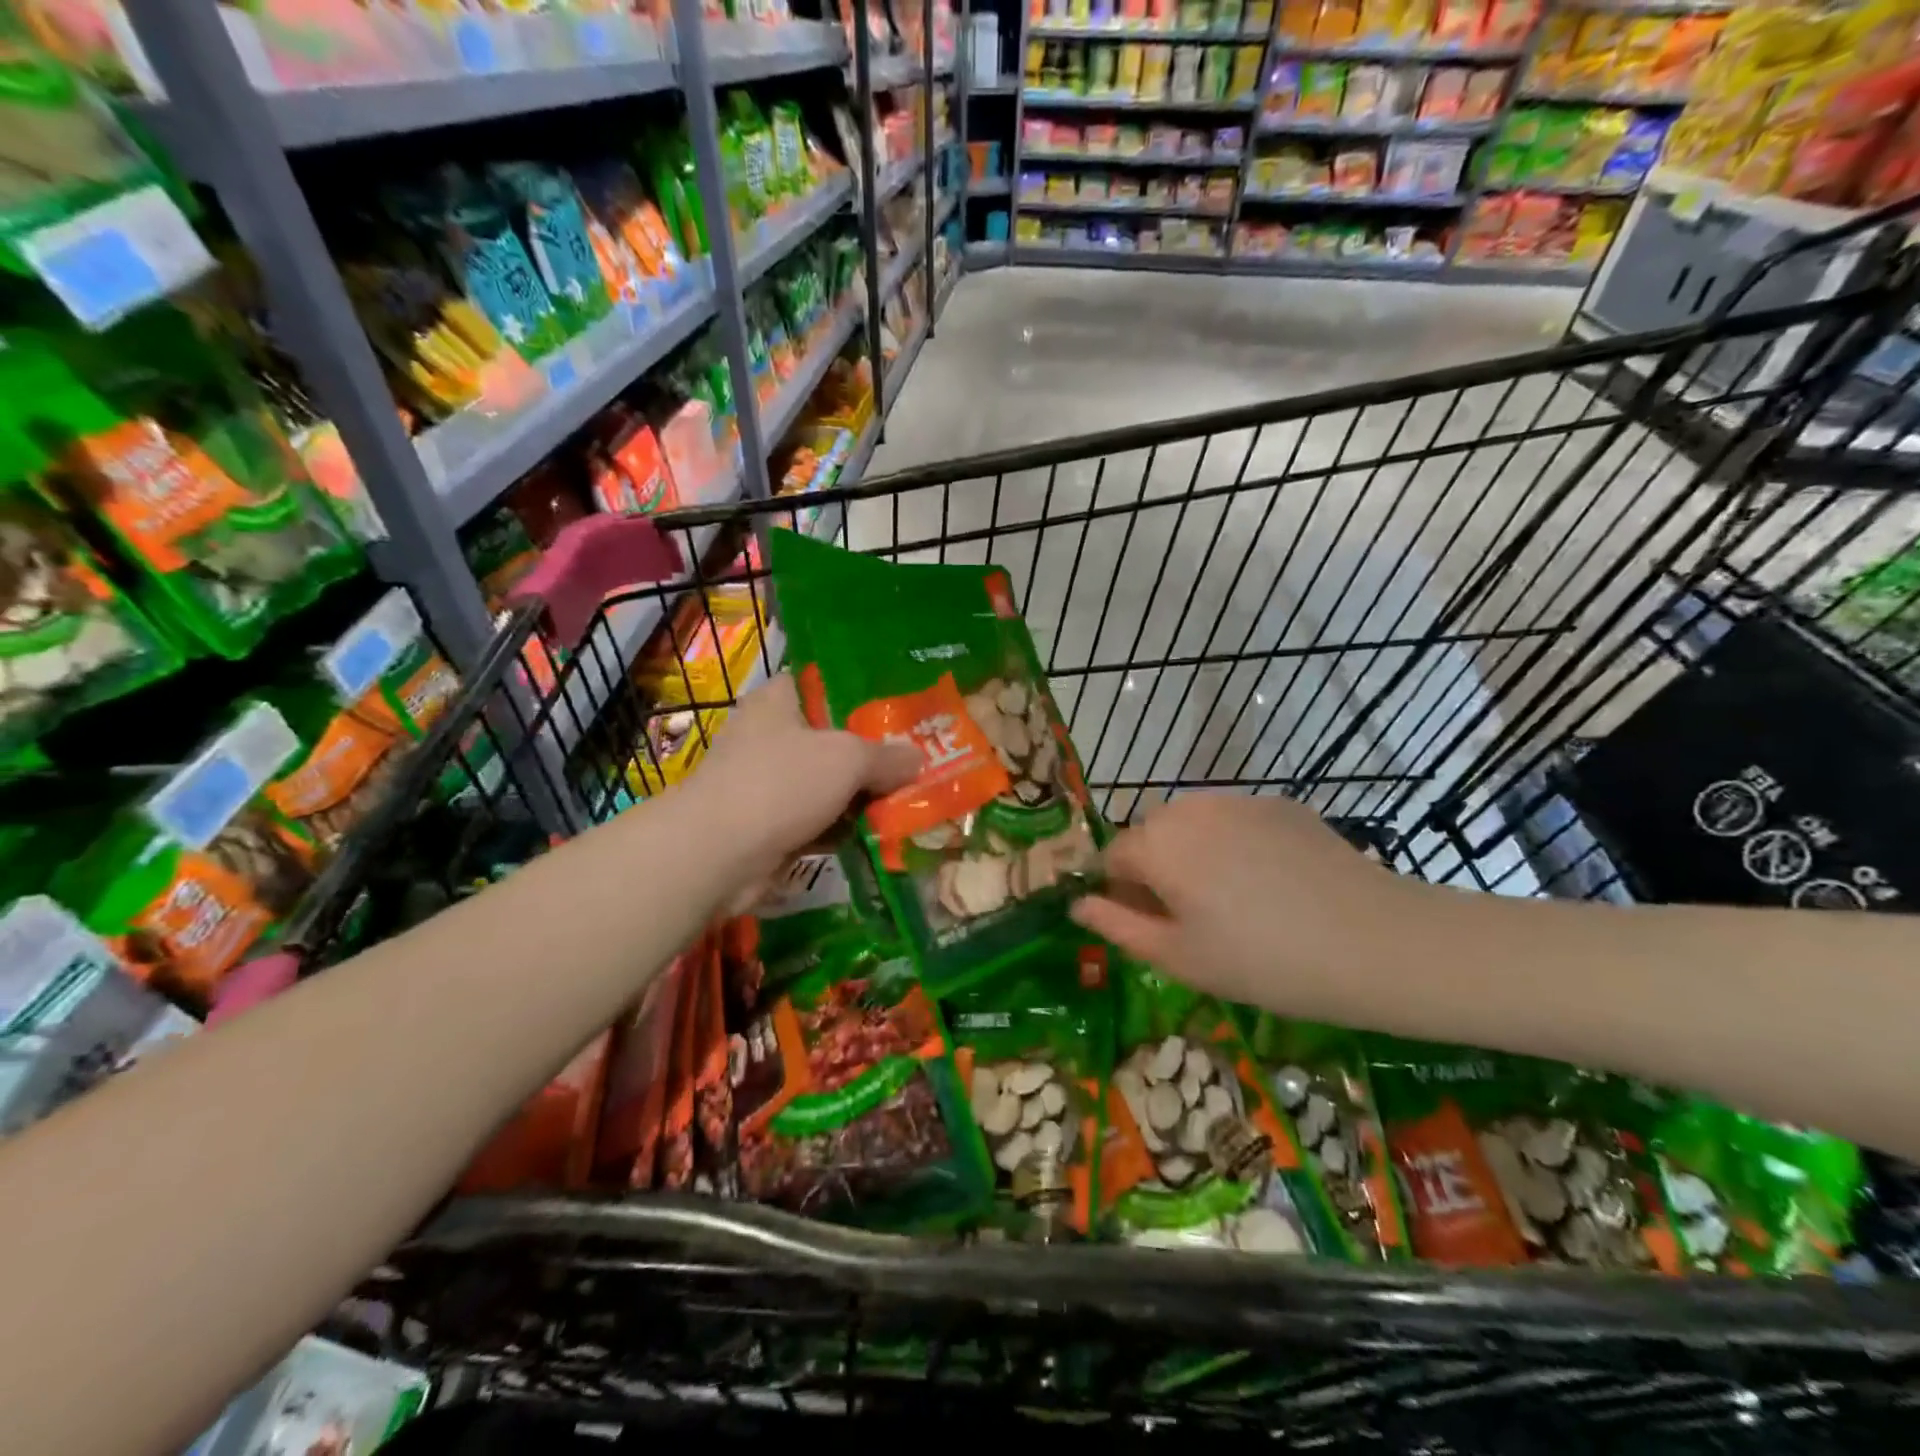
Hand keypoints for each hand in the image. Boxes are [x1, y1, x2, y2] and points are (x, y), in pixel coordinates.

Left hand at [681, 672, 920, 883]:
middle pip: (831, 738)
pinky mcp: (768, 826)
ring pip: (826, 784)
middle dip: (871, 754)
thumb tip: (918, 759)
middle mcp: (768, 737)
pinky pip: (817, 820)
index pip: (820, 683)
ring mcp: (766, 784)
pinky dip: (842, 829)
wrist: (718, 854)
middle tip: (915, 760)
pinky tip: (881, 834)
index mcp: (777, 701)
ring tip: (909, 799)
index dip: (859, 692)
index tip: (898, 707)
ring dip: (860, 797)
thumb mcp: (847, 758)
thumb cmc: (780, 783)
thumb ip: (887, 756)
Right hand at [1070, 794, 1430, 1019]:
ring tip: (1232, 901)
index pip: (1111, 857)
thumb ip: (1117, 925)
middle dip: (1154, 869)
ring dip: (1192, 854)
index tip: (1146, 926)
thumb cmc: (1264, 963)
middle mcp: (1189, 808)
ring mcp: (1238, 800)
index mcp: (1157, 845)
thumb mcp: (1179, 959)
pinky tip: (1270, 884)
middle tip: (1190, 920)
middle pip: (1150, 835)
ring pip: (1192, 824)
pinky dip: (1233, 844)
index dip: (1119, 892)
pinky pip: (1234, 820)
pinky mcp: (1280, 804)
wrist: (1376, 943)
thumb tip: (1077, 904)